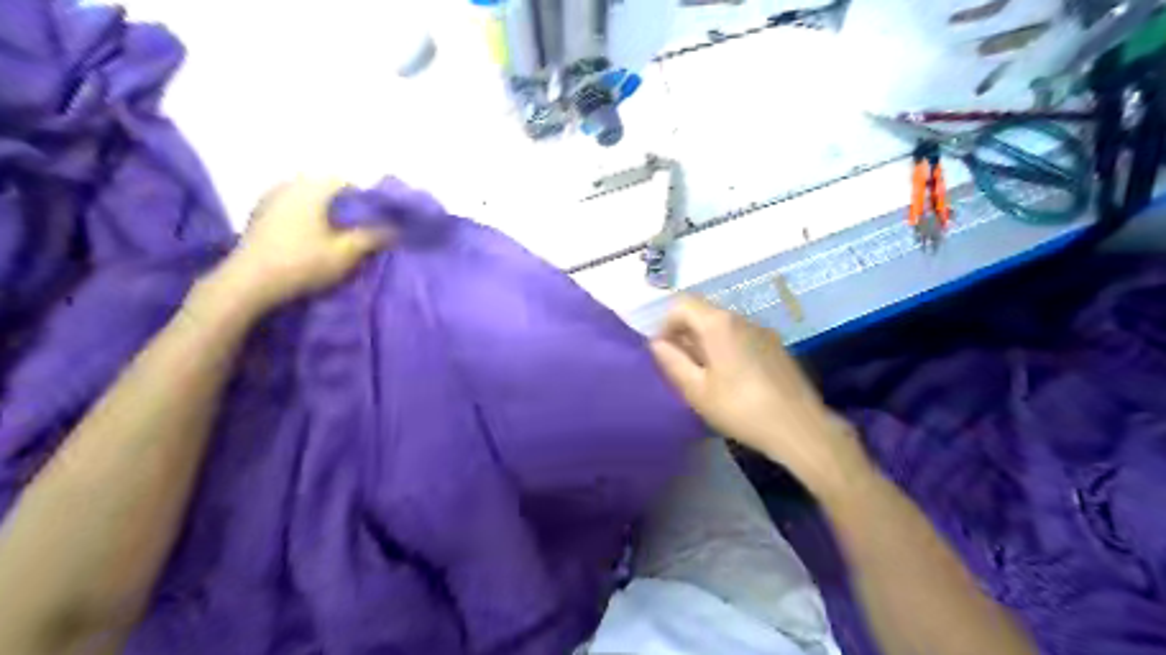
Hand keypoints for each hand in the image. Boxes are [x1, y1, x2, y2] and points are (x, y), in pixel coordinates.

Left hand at [213, 179, 387, 311]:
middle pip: (327, 190)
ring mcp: (270, 197)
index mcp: (313, 187)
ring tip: (334, 238)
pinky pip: (292, 208)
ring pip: (308, 199)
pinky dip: (305, 219)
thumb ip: (373, 236)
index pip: (348, 183)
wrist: (248, 282)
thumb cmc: (303, 263)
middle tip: (357, 233)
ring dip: (324, 214)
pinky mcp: (258, 214)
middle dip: (344, 208)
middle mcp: (290, 183)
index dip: (365, 202)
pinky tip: (309, 240)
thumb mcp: (347, 253)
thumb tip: (395, 227)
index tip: (374, 224)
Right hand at [647, 295, 863, 489]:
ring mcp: (762, 331)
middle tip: (682, 368)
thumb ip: (672, 362)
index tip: (665, 353)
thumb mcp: (697, 390)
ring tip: (706, 378)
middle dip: (686, 335)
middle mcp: (741, 319)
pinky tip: (733, 381)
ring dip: (706, 343)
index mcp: (718, 324)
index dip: (666, 324)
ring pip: (723, 326)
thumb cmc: (740, 409)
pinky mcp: (776, 347)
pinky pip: (742, 338)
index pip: (682, 304)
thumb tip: (657, 343)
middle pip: (703, 313)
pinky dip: (727, 349)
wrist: (799, 428)